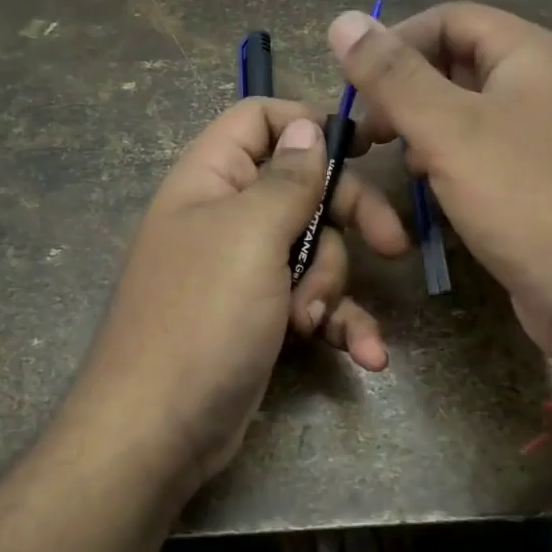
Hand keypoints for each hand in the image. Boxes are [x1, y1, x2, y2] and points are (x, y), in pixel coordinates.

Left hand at [70, 98, 408, 487]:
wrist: (159, 431)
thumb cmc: (203, 318)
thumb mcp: (249, 236)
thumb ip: (287, 178)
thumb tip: (307, 127)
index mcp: (212, 180)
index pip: (259, 120)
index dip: (309, 123)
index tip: (366, 144)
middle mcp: (228, 217)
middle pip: (305, 188)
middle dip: (350, 217)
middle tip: (393, 244)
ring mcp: (246, 271)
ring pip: (317, 251)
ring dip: (332, 287)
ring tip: (312, 323)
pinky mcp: (263, 317)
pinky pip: (314, 303)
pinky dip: (340, 324)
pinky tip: (367, 356)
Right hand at [332, 3, 551, 365]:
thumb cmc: (527, 198)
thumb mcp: (448, 130)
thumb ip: (393, 75)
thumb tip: (342, 19)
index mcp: (529, 54)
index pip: (449, 18)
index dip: (396, 41)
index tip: (355, 85)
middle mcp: (543, 85)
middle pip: (458, 62)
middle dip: (405, 89)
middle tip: (369, 131)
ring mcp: (546, 136)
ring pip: (467, 112)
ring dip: (423, 128)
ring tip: (395, 158)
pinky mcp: (542, 182)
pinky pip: (484, 153)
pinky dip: (449, 160)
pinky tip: (431, 188)